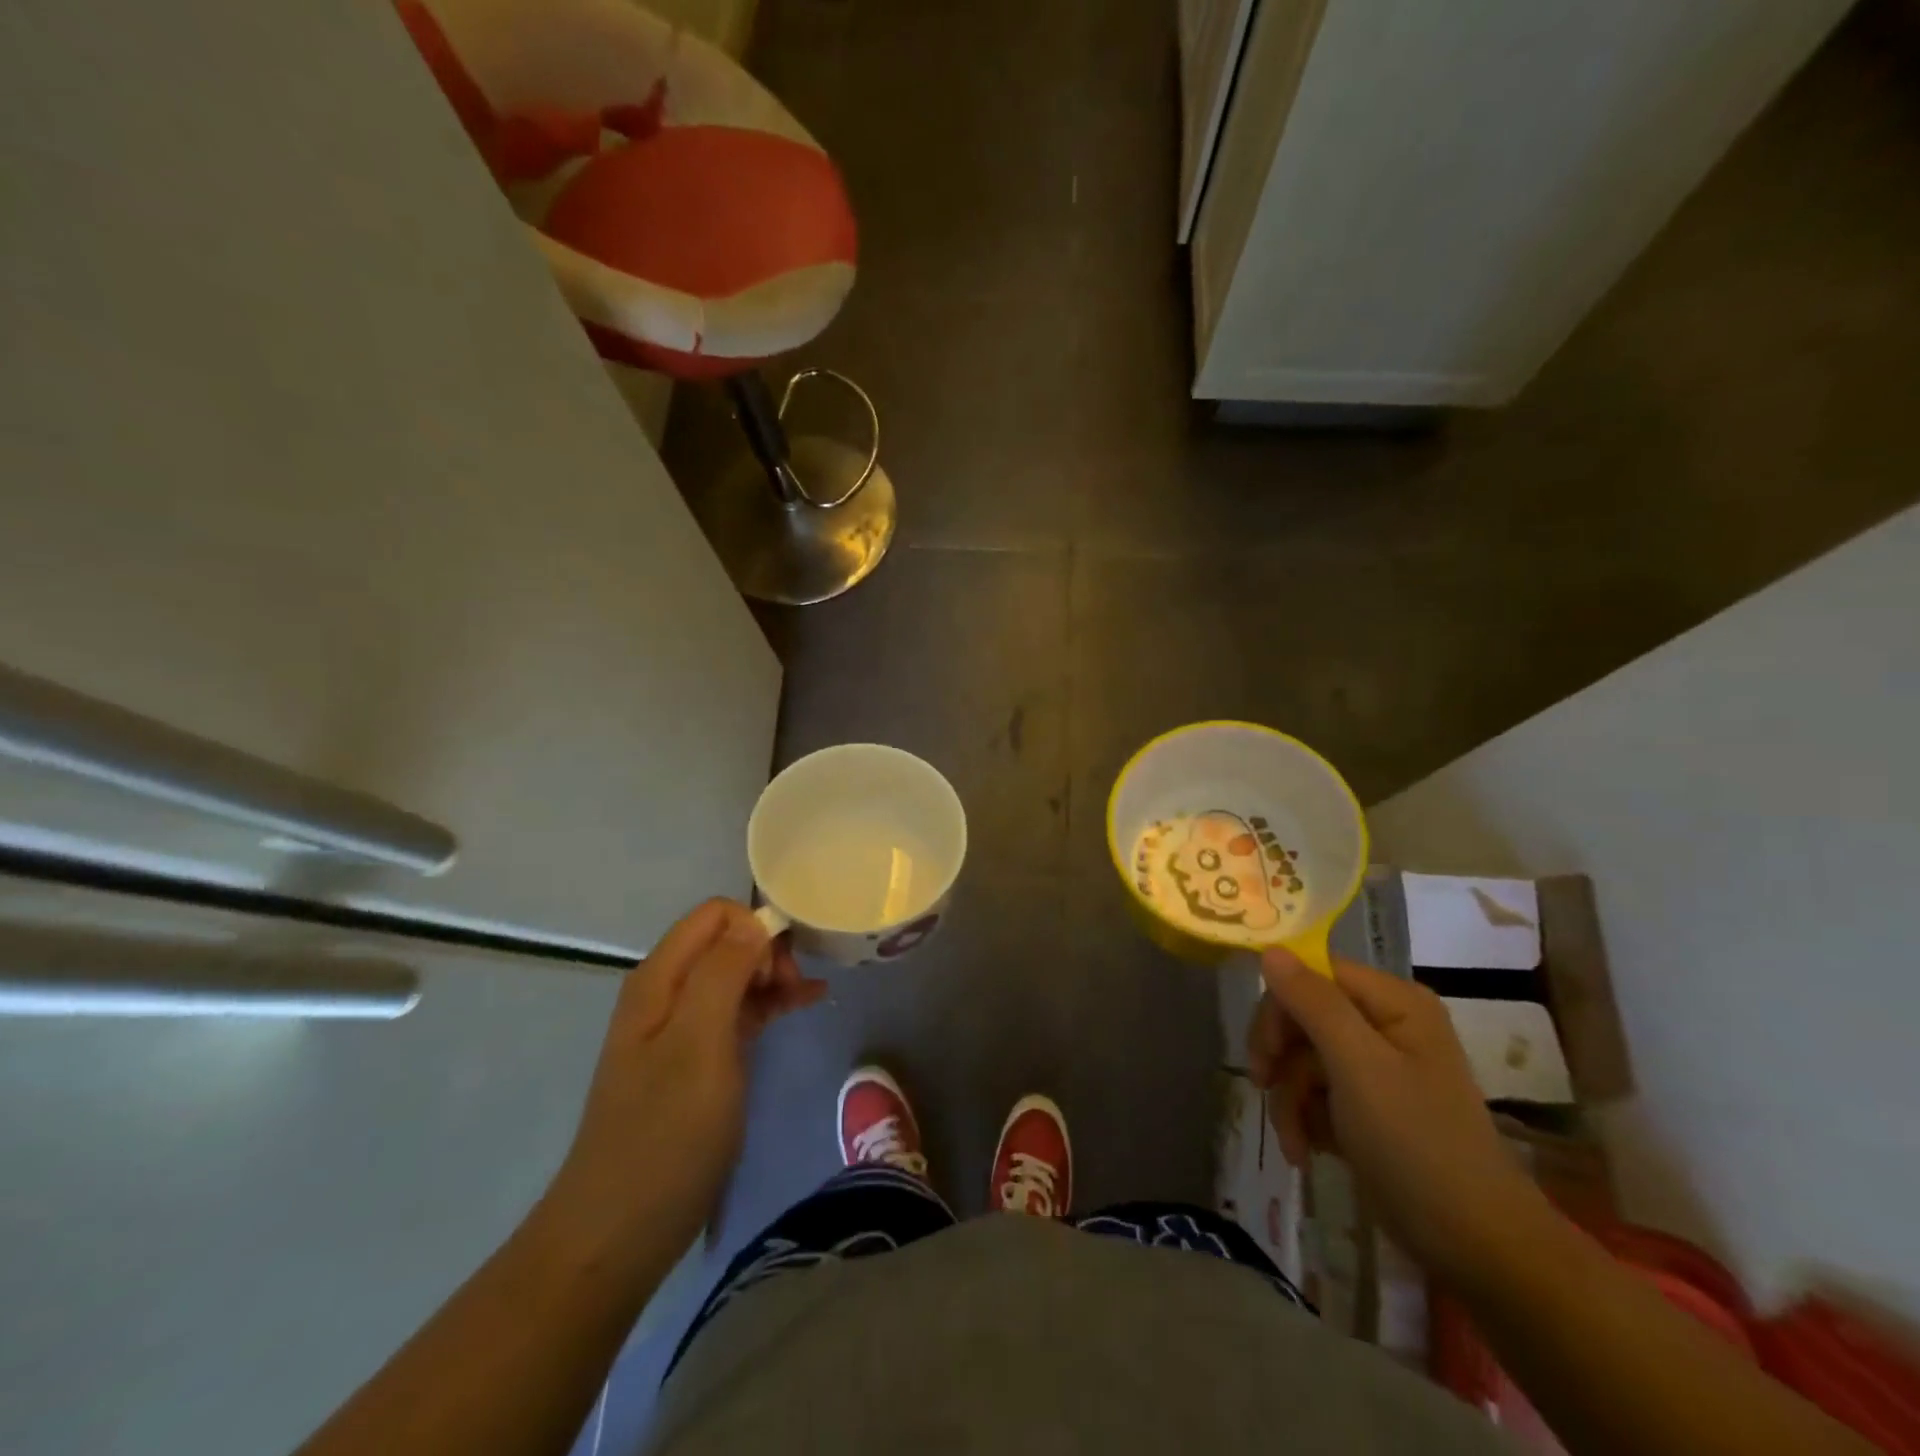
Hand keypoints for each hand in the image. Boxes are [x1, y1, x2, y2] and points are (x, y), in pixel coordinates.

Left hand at [543, 899, 826, 1278]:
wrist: (621, 1230)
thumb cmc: (664, 1132)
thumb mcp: (699, 1044)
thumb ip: (724, 972)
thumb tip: (756, 921)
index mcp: (659, 979)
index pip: (715, 915)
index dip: (755, 927)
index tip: (784, 967)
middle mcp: (667, 993)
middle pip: (727, 941)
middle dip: (768, 951)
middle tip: (797, 988)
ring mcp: (681, 1028)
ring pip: (736, 975)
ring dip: (774, 976)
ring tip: (810, 995)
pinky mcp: (697, 1059)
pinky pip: (738, 1011)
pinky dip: (770, 1003)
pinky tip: (803, 1005)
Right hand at [1247, 948, 1547, 1285]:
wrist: (1476, 1247)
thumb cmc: (1417, 1144)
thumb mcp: (1358, 1066)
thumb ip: (1313, 1003)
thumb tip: (1269, 948)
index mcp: (1394, 1002)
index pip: (1312, 975)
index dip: (1280, 1007)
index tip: (1264, 1053)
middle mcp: (1386, 1024)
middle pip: (1303, 1017)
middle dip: (1281, 1059)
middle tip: (1263, 1087)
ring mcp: (1378, 1068)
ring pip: (1304, 1059)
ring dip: (1289, 1099)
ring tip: (1294, 1144)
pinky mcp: (1370, 1106)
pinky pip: (1318, 1093)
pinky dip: (1304, 1119)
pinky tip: (1307, 1151)